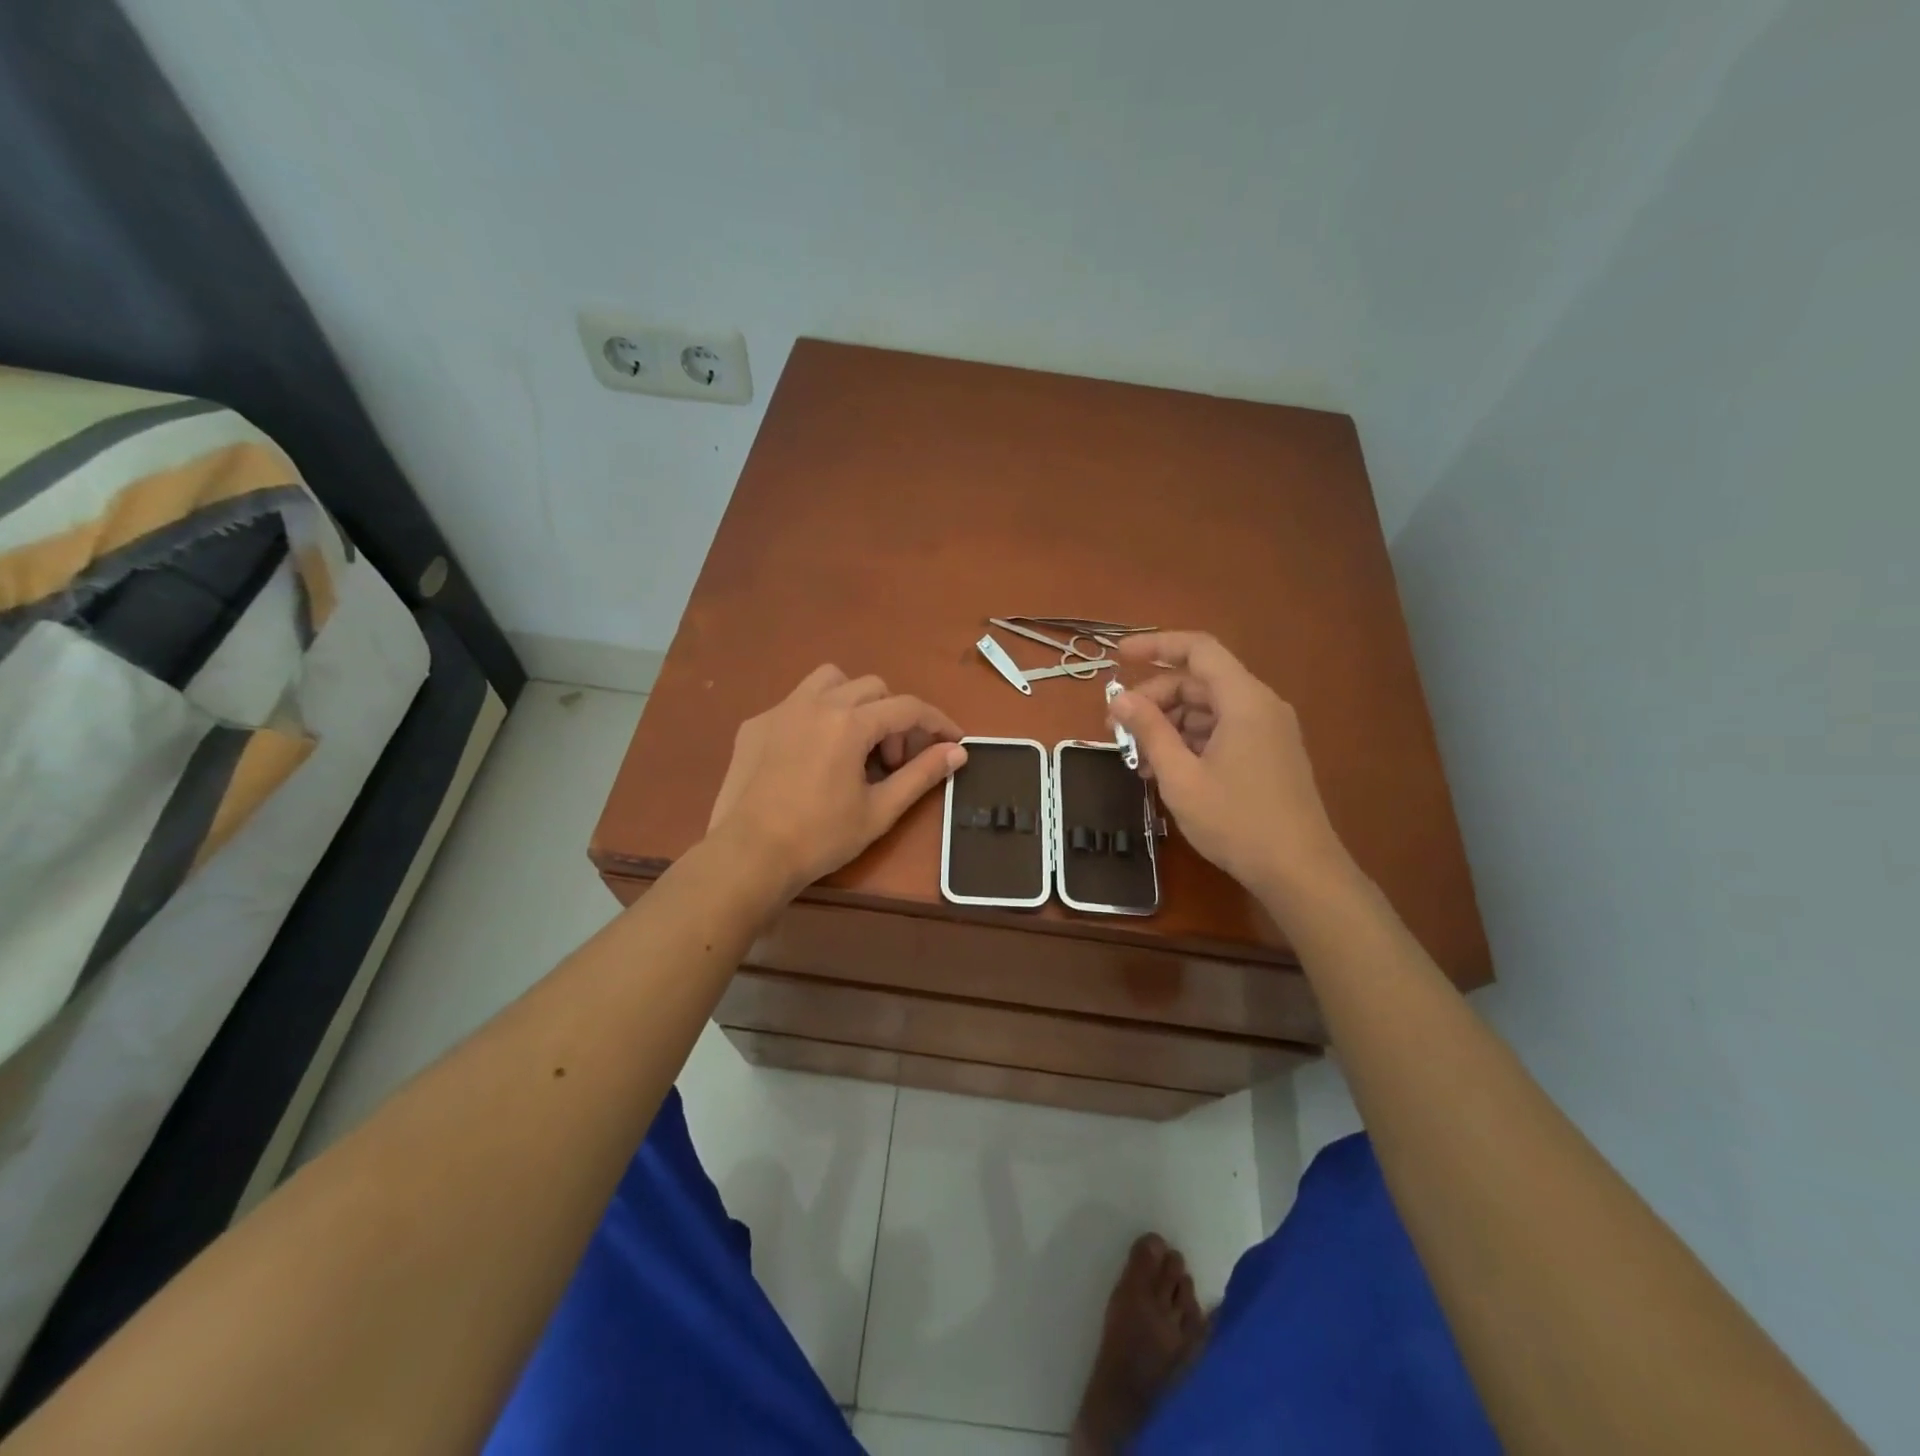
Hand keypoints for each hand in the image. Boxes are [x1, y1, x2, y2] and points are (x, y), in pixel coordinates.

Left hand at [707, 665, 966, 897]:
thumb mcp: (879, 810)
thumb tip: (957, 752)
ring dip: (854, 701)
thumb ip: (921, 775)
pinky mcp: (755, 724)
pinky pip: (796, 702)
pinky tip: (811, 755)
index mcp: (850, 723)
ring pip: (830, 681)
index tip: (954, 740)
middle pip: (873, 688)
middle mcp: (816, 703)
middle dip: (893, 718)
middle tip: (892, 761)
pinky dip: (817, 716)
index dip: (937, 722)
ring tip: (854, 741)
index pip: (907, 707)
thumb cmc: (820, 837)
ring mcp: (781, 710)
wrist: (748, 855)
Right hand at [1110, 632, 1351, 903]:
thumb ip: (1149, 730)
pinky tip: (1166, 769)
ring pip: (1209, 709)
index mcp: (1244, 700)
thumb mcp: (1181, 776)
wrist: (1299, 872)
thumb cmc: (1236, 821)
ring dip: (1169, 723)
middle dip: (1155, 698)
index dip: (1155, 646)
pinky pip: (1223, 730)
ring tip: (1138, 756)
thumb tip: (1118, 698)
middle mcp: (1261, 705)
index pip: (1198, 649)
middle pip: (1200, 681)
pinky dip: (1190, 740)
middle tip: (1118, 727)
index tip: (1118, 656)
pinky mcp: (1269, 754)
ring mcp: (1268, 731)